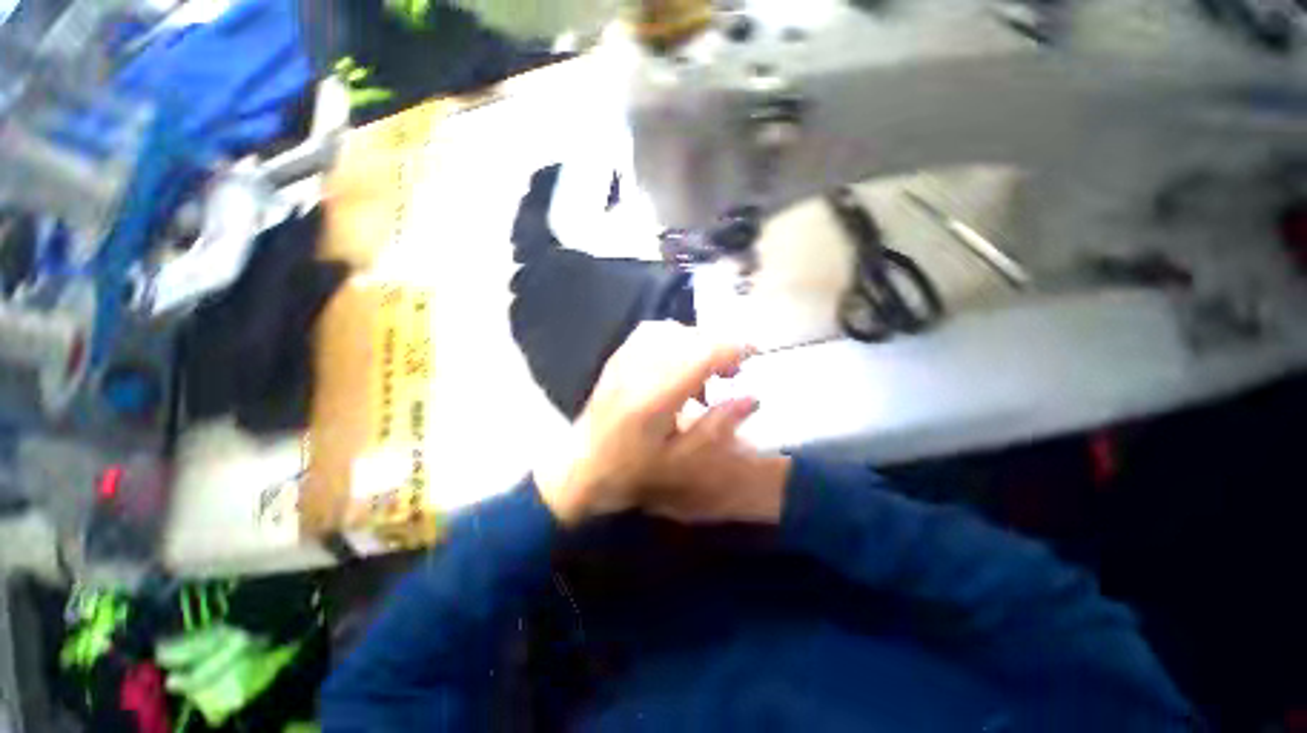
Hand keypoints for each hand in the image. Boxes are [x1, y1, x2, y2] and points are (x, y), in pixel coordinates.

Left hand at [533, 322, 789, 525]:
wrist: (581, 466)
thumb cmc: (631, 471)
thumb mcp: (680, 461)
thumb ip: (717, 427)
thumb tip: (754, 398)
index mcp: (655, 398)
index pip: (700, 356)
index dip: (732, 349)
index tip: (754, 354)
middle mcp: (638, 370)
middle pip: (688, 338)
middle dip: (718, 346)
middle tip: (732, 372)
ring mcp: (624, 360)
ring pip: (670, 330)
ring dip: (697, 341)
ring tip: (706, 367)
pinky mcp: (617, 358)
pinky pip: (650, 332)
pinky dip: (674, 338)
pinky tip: (679, 359)